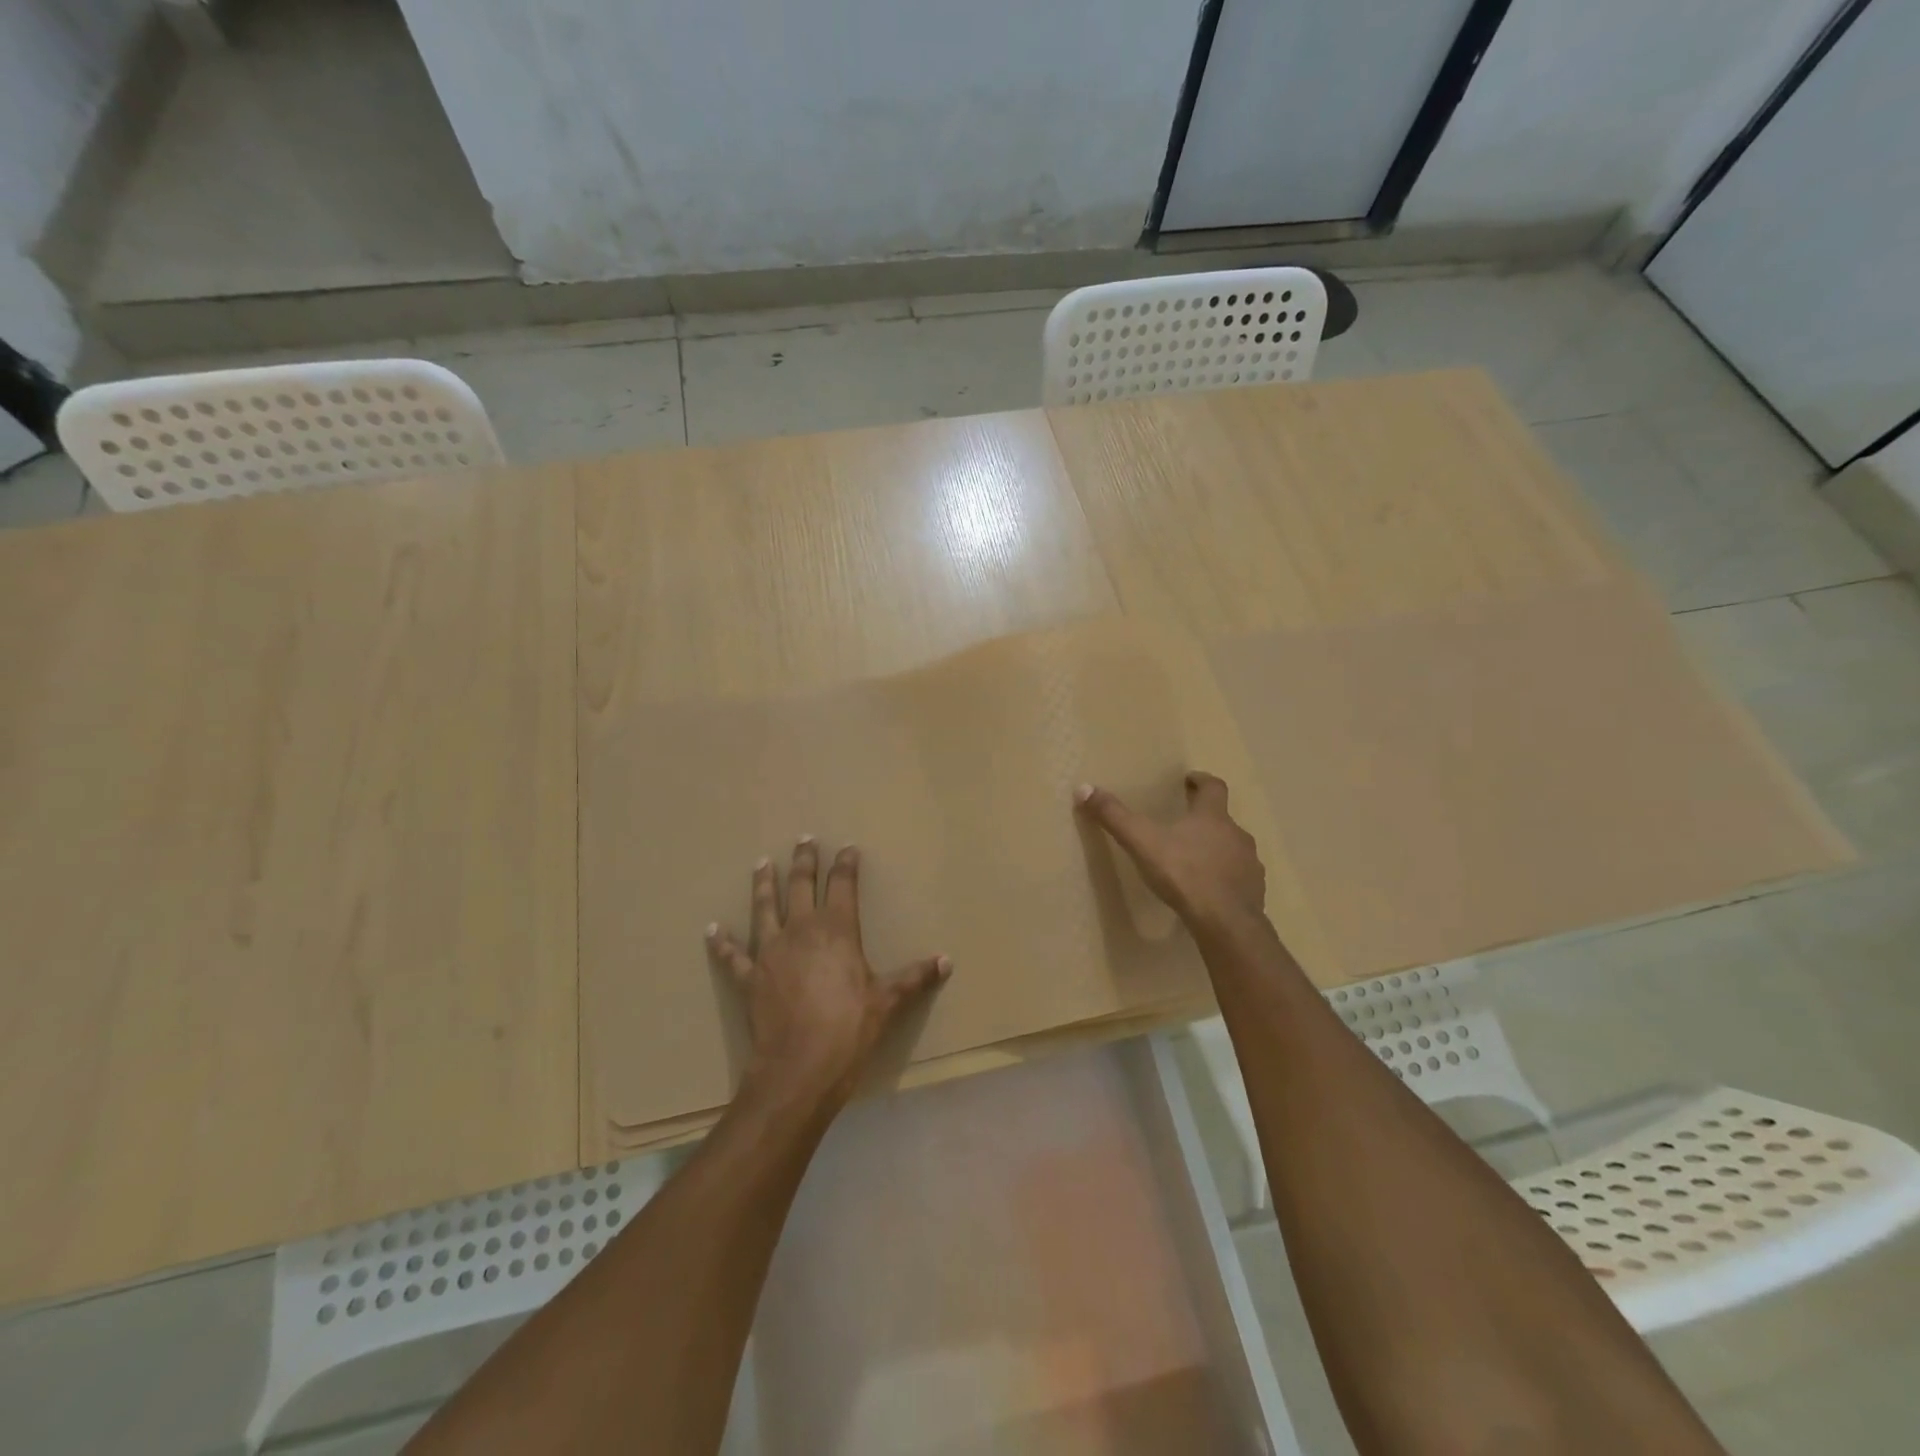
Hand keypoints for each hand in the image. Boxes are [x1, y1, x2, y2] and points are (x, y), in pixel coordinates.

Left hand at [706, 837, 950, 1111]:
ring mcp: (771, 951)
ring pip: (764, 908)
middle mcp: (801, 929)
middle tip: (803, 839)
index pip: (842, 884)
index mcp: (837, 929)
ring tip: (761, 863)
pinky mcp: (750, 977)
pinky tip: (712, 930)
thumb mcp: (888, 1001)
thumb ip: (915, 977)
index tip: (848, 847)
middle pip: (801, 885)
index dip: (846, 864)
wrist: (799, 1067)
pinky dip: (722, 943)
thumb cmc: (849, 1028)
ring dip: (763, 884)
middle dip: (804, 860)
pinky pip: (733, 956)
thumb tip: (947, 961)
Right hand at [1075, 772, 1266, 933]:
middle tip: (1184, 825)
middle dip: (1205, 820)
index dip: (1202, 781)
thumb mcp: (1142, 842)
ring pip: (1232, 849)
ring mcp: (1249, 864)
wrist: (1226, 922)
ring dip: (1217, 850)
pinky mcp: (1254, 892)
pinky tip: (1209, 892)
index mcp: (1212, 817)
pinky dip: (1225, 879)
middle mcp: (1236, 835)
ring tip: (1195, 861)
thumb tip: (1083, 788)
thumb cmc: (1184, 874)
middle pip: (1222, 819)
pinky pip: (1239, 879)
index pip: (1214, 787)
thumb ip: (1114, 816)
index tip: (1190, 780)